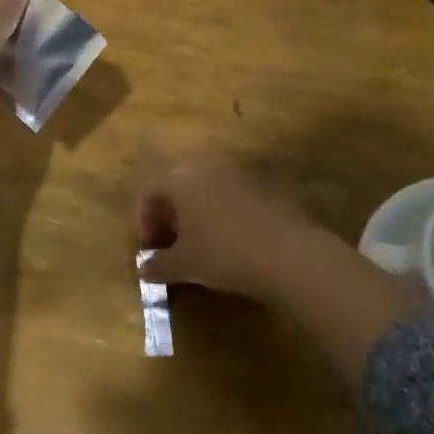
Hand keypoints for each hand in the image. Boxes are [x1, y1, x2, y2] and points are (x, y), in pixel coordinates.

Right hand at [137, 155, 429, 383]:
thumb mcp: (185, 265)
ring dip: (196, 212)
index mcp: (179, 178)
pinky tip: (231, 240)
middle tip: (171, 243)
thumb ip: (158, 265)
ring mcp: (237, 172)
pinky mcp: (263, 184)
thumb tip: (143, 268)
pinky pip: (231, 194)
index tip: (150, 249)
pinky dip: (222, 213)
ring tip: (200, 243)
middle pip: (176, 184)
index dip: (143, 220)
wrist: (290, 255)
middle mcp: (205, 165)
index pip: (149, 191)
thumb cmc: (224, 254)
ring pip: (205, 187)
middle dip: (169, 213)